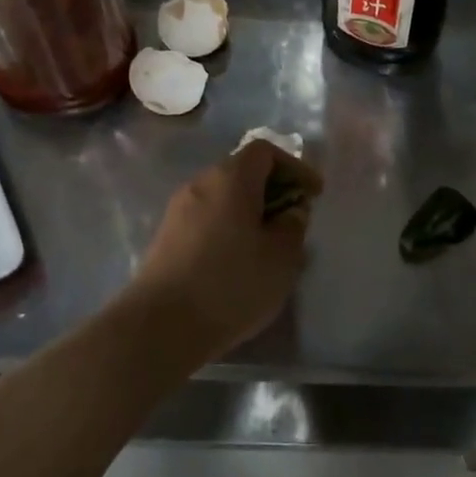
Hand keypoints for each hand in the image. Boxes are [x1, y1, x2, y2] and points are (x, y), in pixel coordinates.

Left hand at [125, 140, 322, 359]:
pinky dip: (229, 228)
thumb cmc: (231, 284)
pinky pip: (207, 219)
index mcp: (231, 179)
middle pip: (242, 171)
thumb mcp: (281, 258)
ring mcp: (178, 211)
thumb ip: (293, 226)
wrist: (161, 326)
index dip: (295, 167)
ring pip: (223, 198)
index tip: (314, 195)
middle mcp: (200, 184)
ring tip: (270, 245)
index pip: (265, 151)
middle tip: (294, 220)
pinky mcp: (166, 238)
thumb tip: (291, 211)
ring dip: (250, 212)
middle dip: (273, 190)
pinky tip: (239, 262)